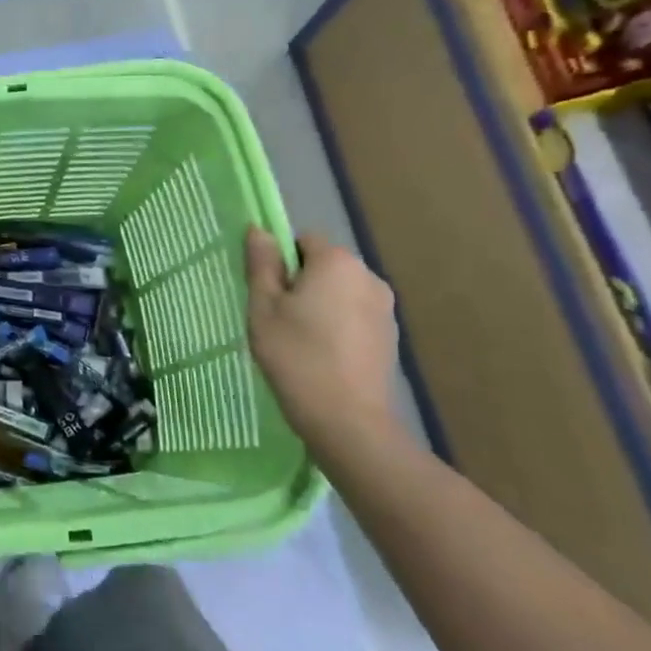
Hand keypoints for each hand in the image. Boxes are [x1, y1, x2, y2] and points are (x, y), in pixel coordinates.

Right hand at [245, 228, 408, 456]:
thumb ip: (262, 265)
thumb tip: (259, 230)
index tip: (267, 294)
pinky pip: (354, 316)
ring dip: (320, 305)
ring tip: (300, 341)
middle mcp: (368, 276)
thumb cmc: (296, 356)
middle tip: (277, 319)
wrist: (347, 420)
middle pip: (323, 266)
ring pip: (339, 292)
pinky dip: (337, 326)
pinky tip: (323, 356)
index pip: (302, 240)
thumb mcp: (263, 308)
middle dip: (300, 284)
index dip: (279, 262)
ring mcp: (385, 308)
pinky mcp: (390, 336)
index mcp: (337, 262)